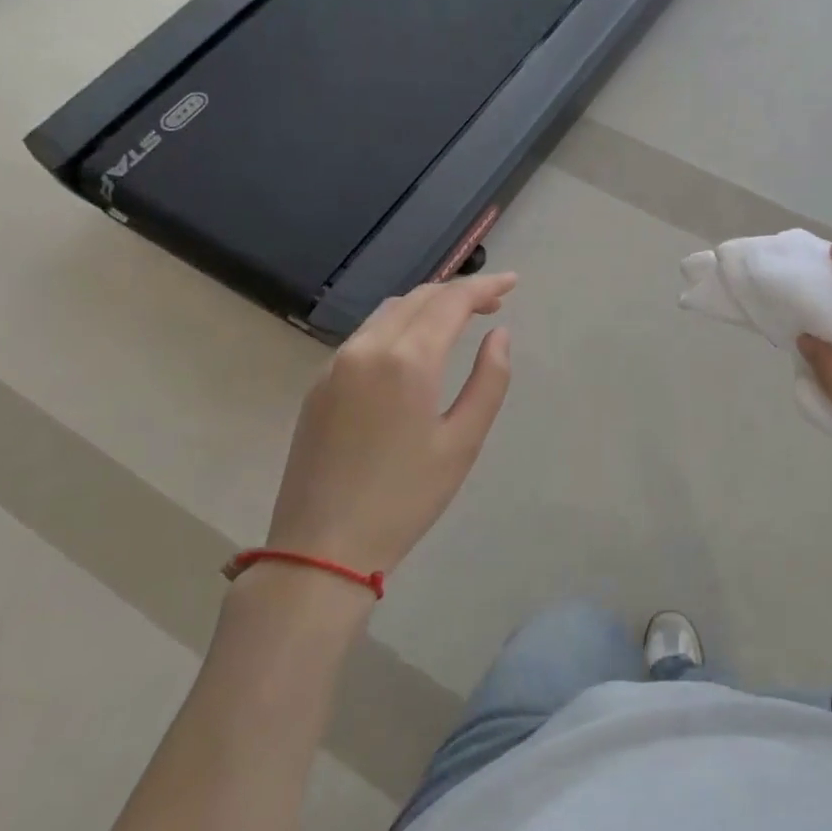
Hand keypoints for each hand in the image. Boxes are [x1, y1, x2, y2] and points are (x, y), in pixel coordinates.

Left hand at [267, 273, 515, 575]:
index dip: (485, 286)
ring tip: (459, 320)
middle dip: (458, 293)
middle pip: (418, 298)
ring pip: (389, 312)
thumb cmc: (406, 498)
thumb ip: (489, 380)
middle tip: (494, 303)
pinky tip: (415, 348)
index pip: (451, 301)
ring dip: (427, 306)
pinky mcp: (319, 384)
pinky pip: (366, 336)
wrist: (321, 547)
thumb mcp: (463, 441)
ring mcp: (336, 364)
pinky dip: (399, 326)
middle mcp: (366, 348)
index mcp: (406, 360)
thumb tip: (499, 335)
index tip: (513, 282)